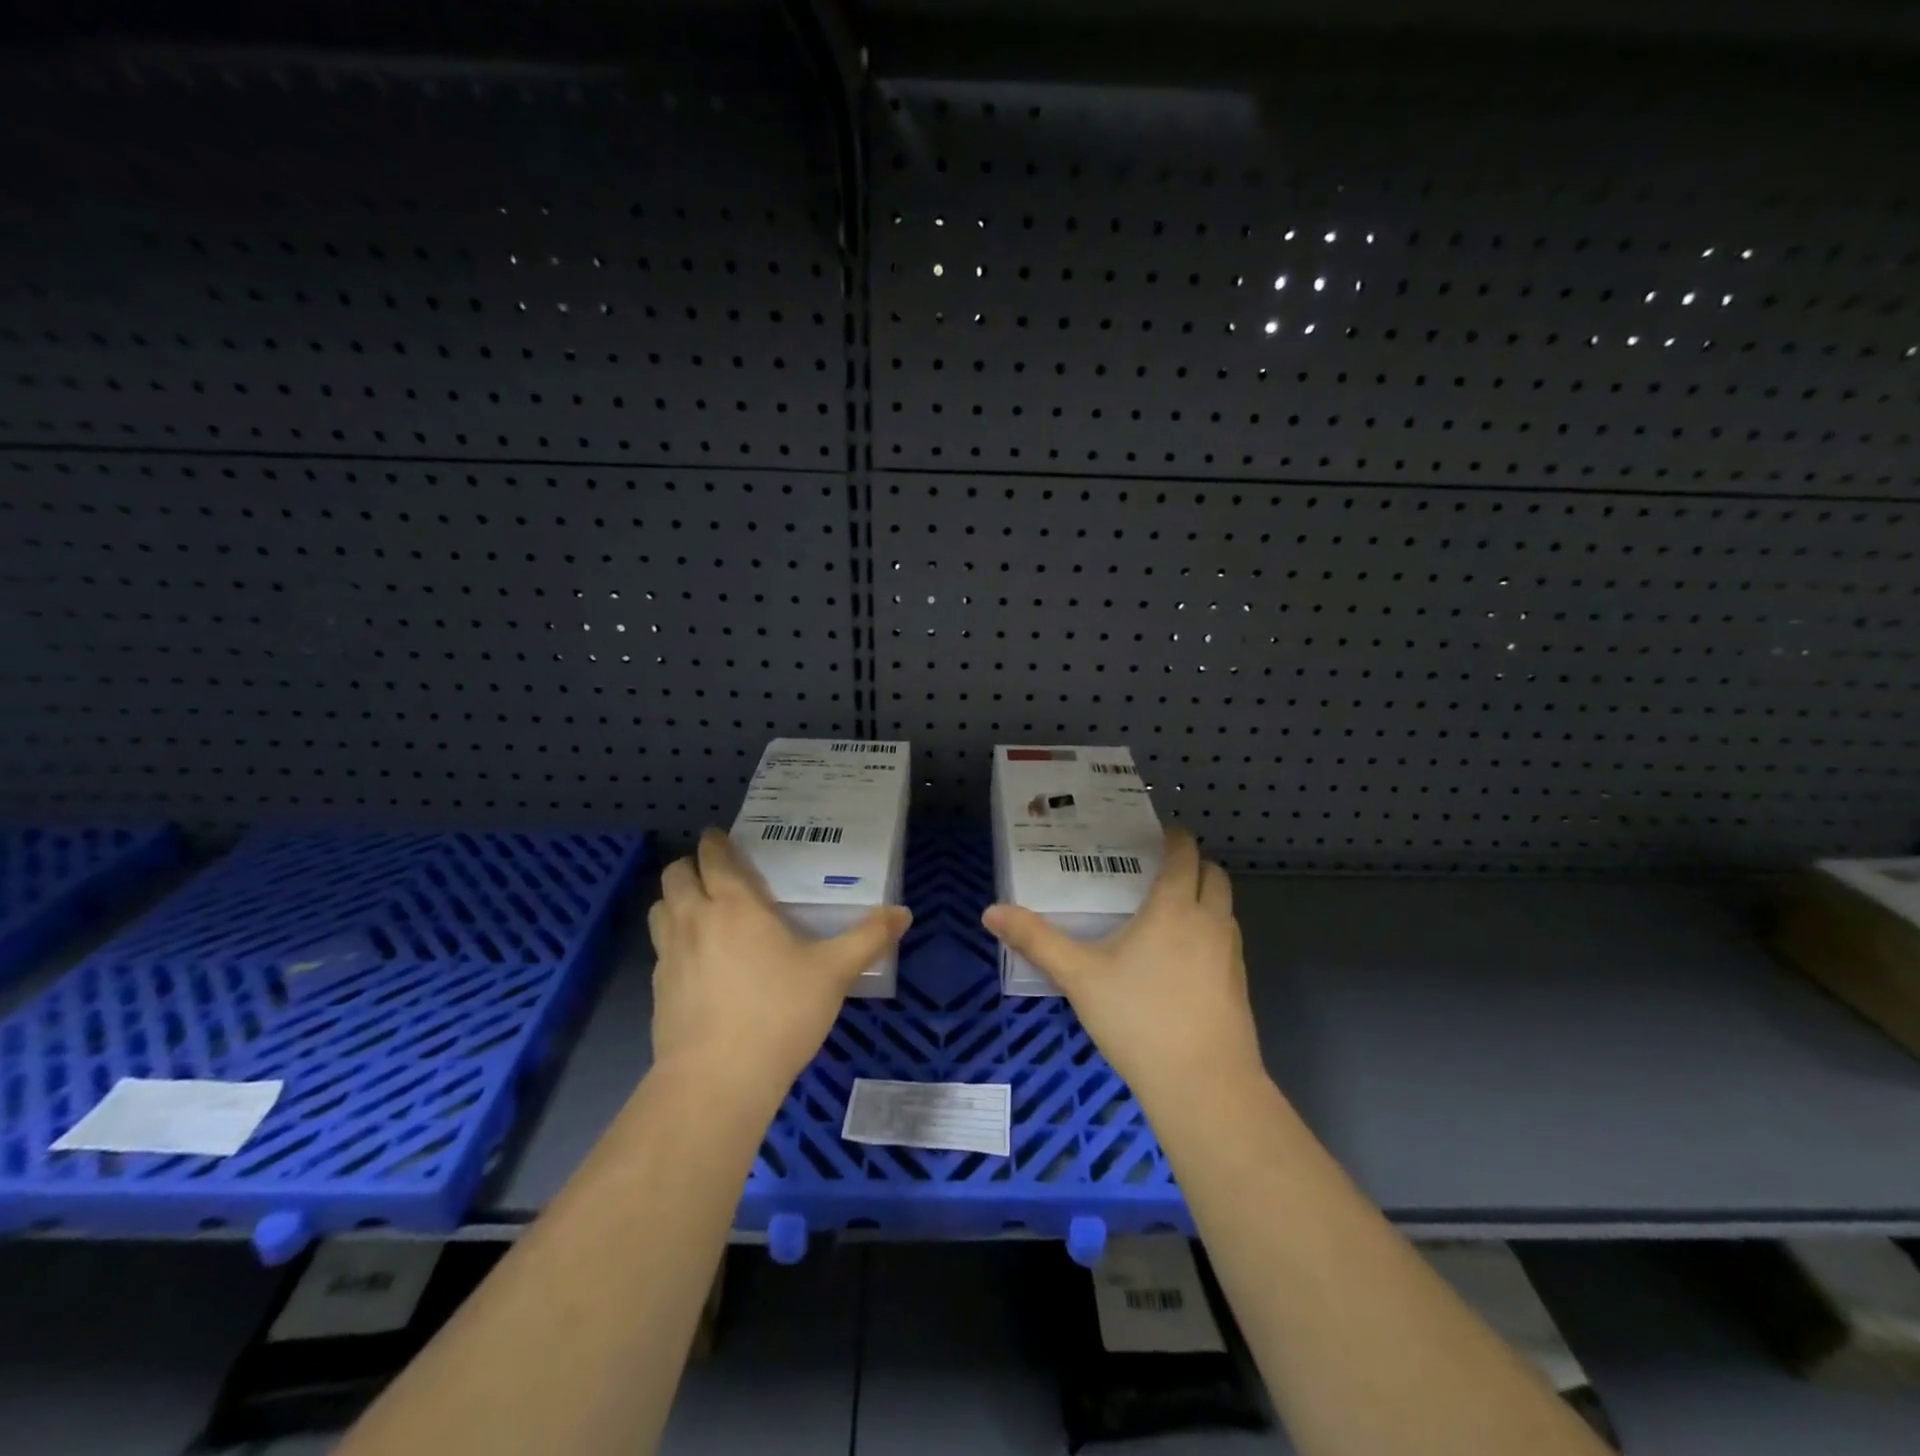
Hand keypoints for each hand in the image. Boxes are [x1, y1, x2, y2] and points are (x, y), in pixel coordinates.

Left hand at [647, 829, 911, 1111]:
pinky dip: (673, 942)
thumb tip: (904, 912)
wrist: (717, 1081)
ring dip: (676, 901)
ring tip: (700, 912)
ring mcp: (669, 956)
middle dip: (690, 867)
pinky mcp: (657, 991)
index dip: (715, 843)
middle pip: (676, 875)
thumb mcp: (834, 973)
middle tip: (715, 876)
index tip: (720, 838)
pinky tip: (697, 964)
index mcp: (735, 905)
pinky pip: (659, 949)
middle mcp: (695, 920)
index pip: (714, 857)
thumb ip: (868, 938)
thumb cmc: (779, 1013)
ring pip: (660, 909)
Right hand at [981, 829, 1261, 1104]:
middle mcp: (1210, 921)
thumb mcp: (1078, 977)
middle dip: (1193, 864)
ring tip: (1169, 910)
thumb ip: (1036, 940)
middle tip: (1159, 870)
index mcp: (1174, 907)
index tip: (1157, 834)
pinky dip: (1210, 931)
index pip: (1185, 854)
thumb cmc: (1138, 1018)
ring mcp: (1231, 954)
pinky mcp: (1240, 985)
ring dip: (1204, 897)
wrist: (1204, 1085)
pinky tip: (1181, 959)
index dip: (1175, 838)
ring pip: (1225, 907)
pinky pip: (1227, 940)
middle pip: (1214, 874)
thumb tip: (990, 912)